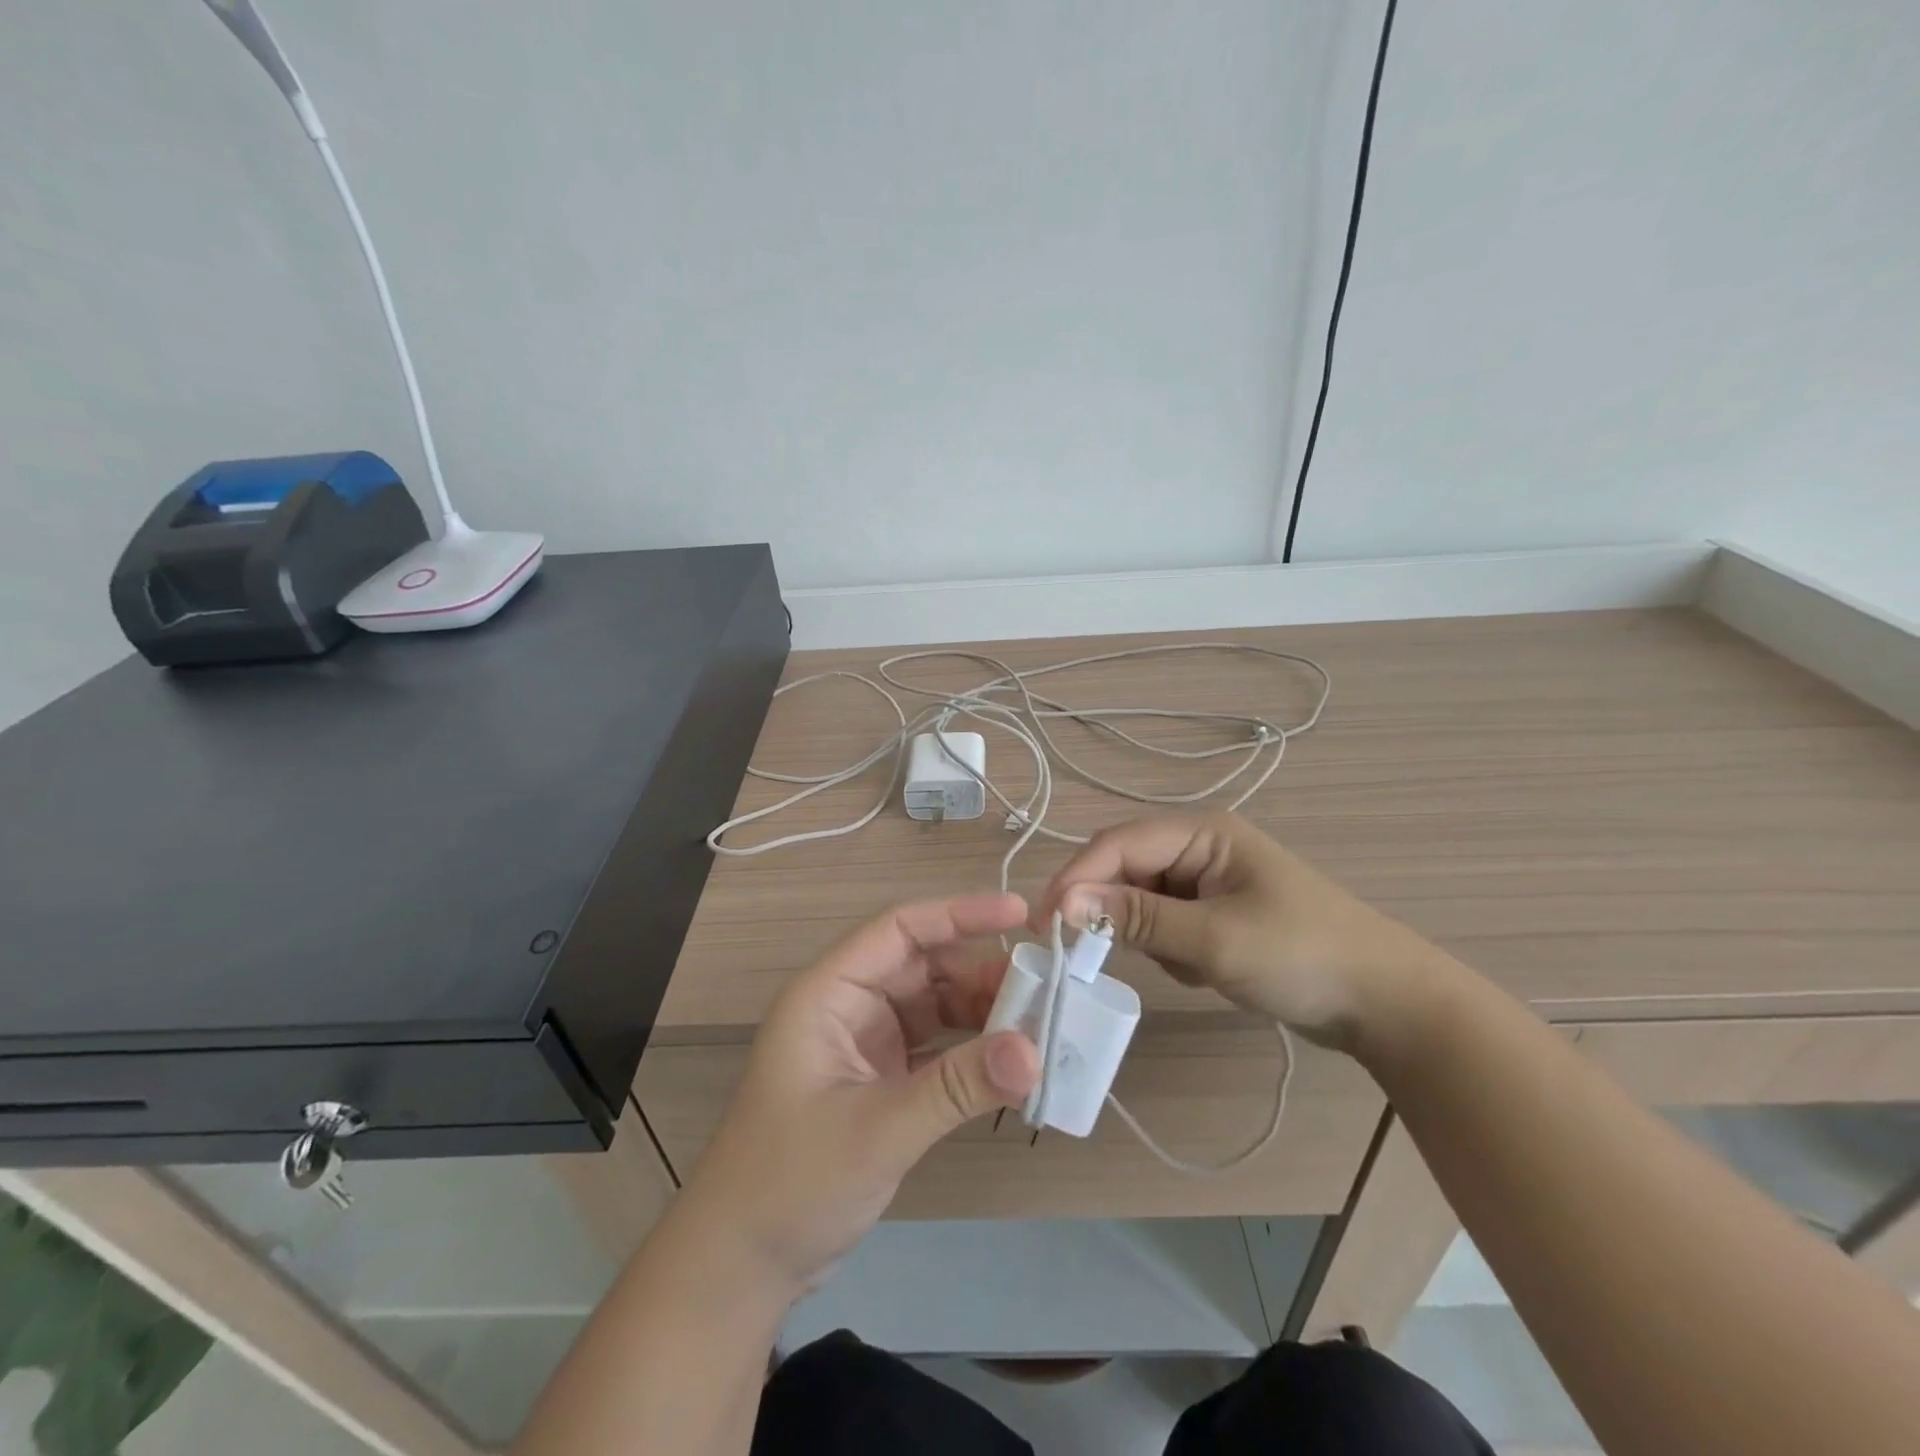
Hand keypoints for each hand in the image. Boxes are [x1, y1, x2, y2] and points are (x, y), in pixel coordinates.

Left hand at [676, 894, 1040, 1293]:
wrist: (739, 1264)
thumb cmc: (790, 1181)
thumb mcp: (878, 1129)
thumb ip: (956, 1086)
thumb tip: (1033, 1051)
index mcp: (829, 992)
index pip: (900, 929)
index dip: (959, 914)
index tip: (1020, 914)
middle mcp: (848, 1005)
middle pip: (923, 965)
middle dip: (981, 972)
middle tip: (1045, 987)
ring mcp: (864, 1042)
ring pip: (933, 1004)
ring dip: (981, 1012)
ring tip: (1037, 1024)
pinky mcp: (879, 1078)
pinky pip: (934, 1046)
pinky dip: (969, 1049)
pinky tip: (1008, 1061)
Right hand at [1032, 814, 1441, 1051]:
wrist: (1385, 1005)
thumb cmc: (1302, 957)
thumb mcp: (1213, 939)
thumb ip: (1135, 918)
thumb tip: (1062, 902)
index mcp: (1202, 832)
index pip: (1118, 844)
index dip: (1076, 879)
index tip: (1043, 924)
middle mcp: (1199, 846)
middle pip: (1125, 869)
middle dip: (1112, 911)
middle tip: (1091, 954)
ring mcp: (1207, 881)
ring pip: (1141, 901)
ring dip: (1148, 937)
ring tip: (1189, 966)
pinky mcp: (1214, 913)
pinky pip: (1165, 925)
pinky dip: (1171, 951)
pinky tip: (1205, 972)